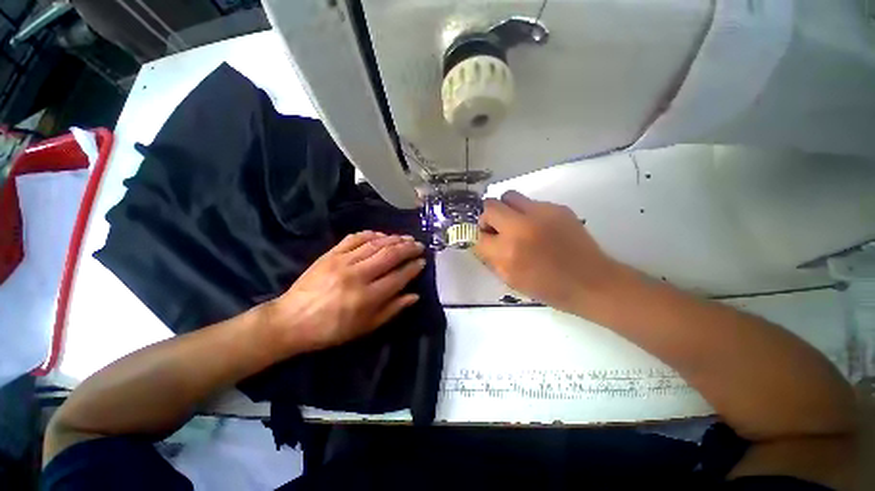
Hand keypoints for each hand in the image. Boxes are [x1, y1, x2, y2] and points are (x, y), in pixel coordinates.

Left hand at [265, 231, 425, 352]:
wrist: (291, 320)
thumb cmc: (331, 330)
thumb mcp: (365, 328)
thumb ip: (392, 310)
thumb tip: (414, 296)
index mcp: (367, 297)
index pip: (398, 276)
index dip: (413, 268)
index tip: (423, 262)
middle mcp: (357, 275)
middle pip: (389, 255)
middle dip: (408, 248)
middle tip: (419, 245)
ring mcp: (342, 261)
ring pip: (375, 244)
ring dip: (394, 239)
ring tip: (406, 238)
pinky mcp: (330, 254)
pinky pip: (355, 238)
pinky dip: (371, 234)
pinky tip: (381, 234)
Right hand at [475, 191, 620, 311]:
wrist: (591, 282)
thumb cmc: (548, 287)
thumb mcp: (511, 280)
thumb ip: (492, 259)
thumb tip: (483, 242)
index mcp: (508, 251)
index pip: (479, 236)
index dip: (480, 239)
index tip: (487, 242)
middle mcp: (520, 227)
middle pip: (490, 206)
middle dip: (487, 217)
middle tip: (496, 229)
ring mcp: (541, 213)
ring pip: (509, 196)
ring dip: (506, 209)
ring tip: (516, 224)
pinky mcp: (557, 207)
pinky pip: (531, 202)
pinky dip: (527, 213)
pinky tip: (539, 227)